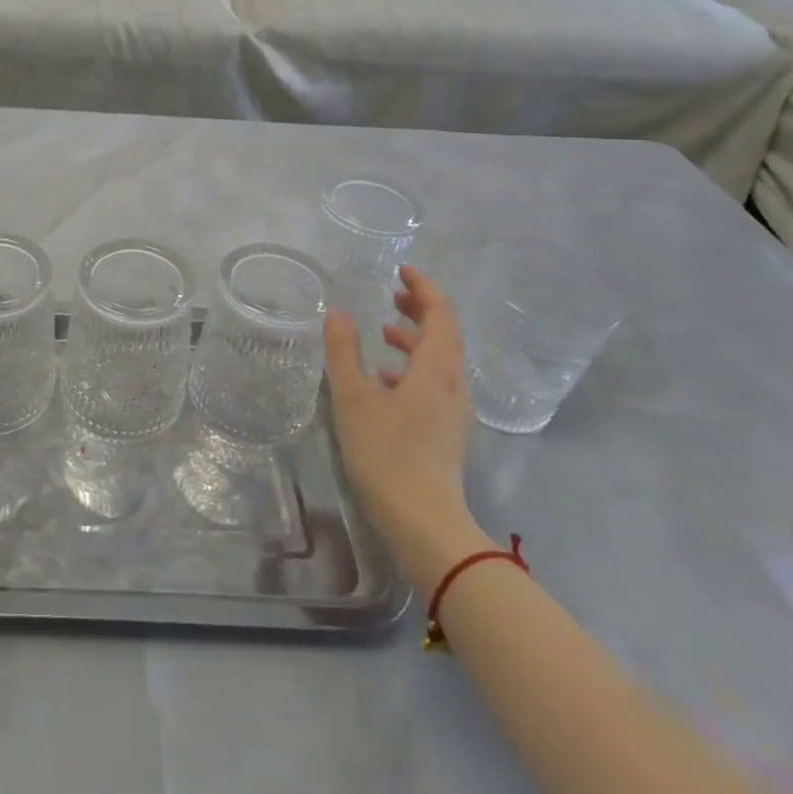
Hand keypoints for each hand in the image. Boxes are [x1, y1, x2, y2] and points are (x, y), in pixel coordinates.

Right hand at [325, 266, 490, 593]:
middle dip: (422, 309)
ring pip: (442, 361)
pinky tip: (386, 380)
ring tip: (386, 332)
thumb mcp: (353, 398)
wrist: (424, 523)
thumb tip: (338, 312)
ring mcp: (454, 411)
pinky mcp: (447, 432)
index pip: (441, 314)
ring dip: (418, 339)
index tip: (402, 270)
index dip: (424, 288)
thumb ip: (344, 352)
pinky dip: (415, 368)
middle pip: (446, 335)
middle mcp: (454, 385)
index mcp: (436, 370)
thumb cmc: (387, 453)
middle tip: (393, 294)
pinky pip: (437, 383)